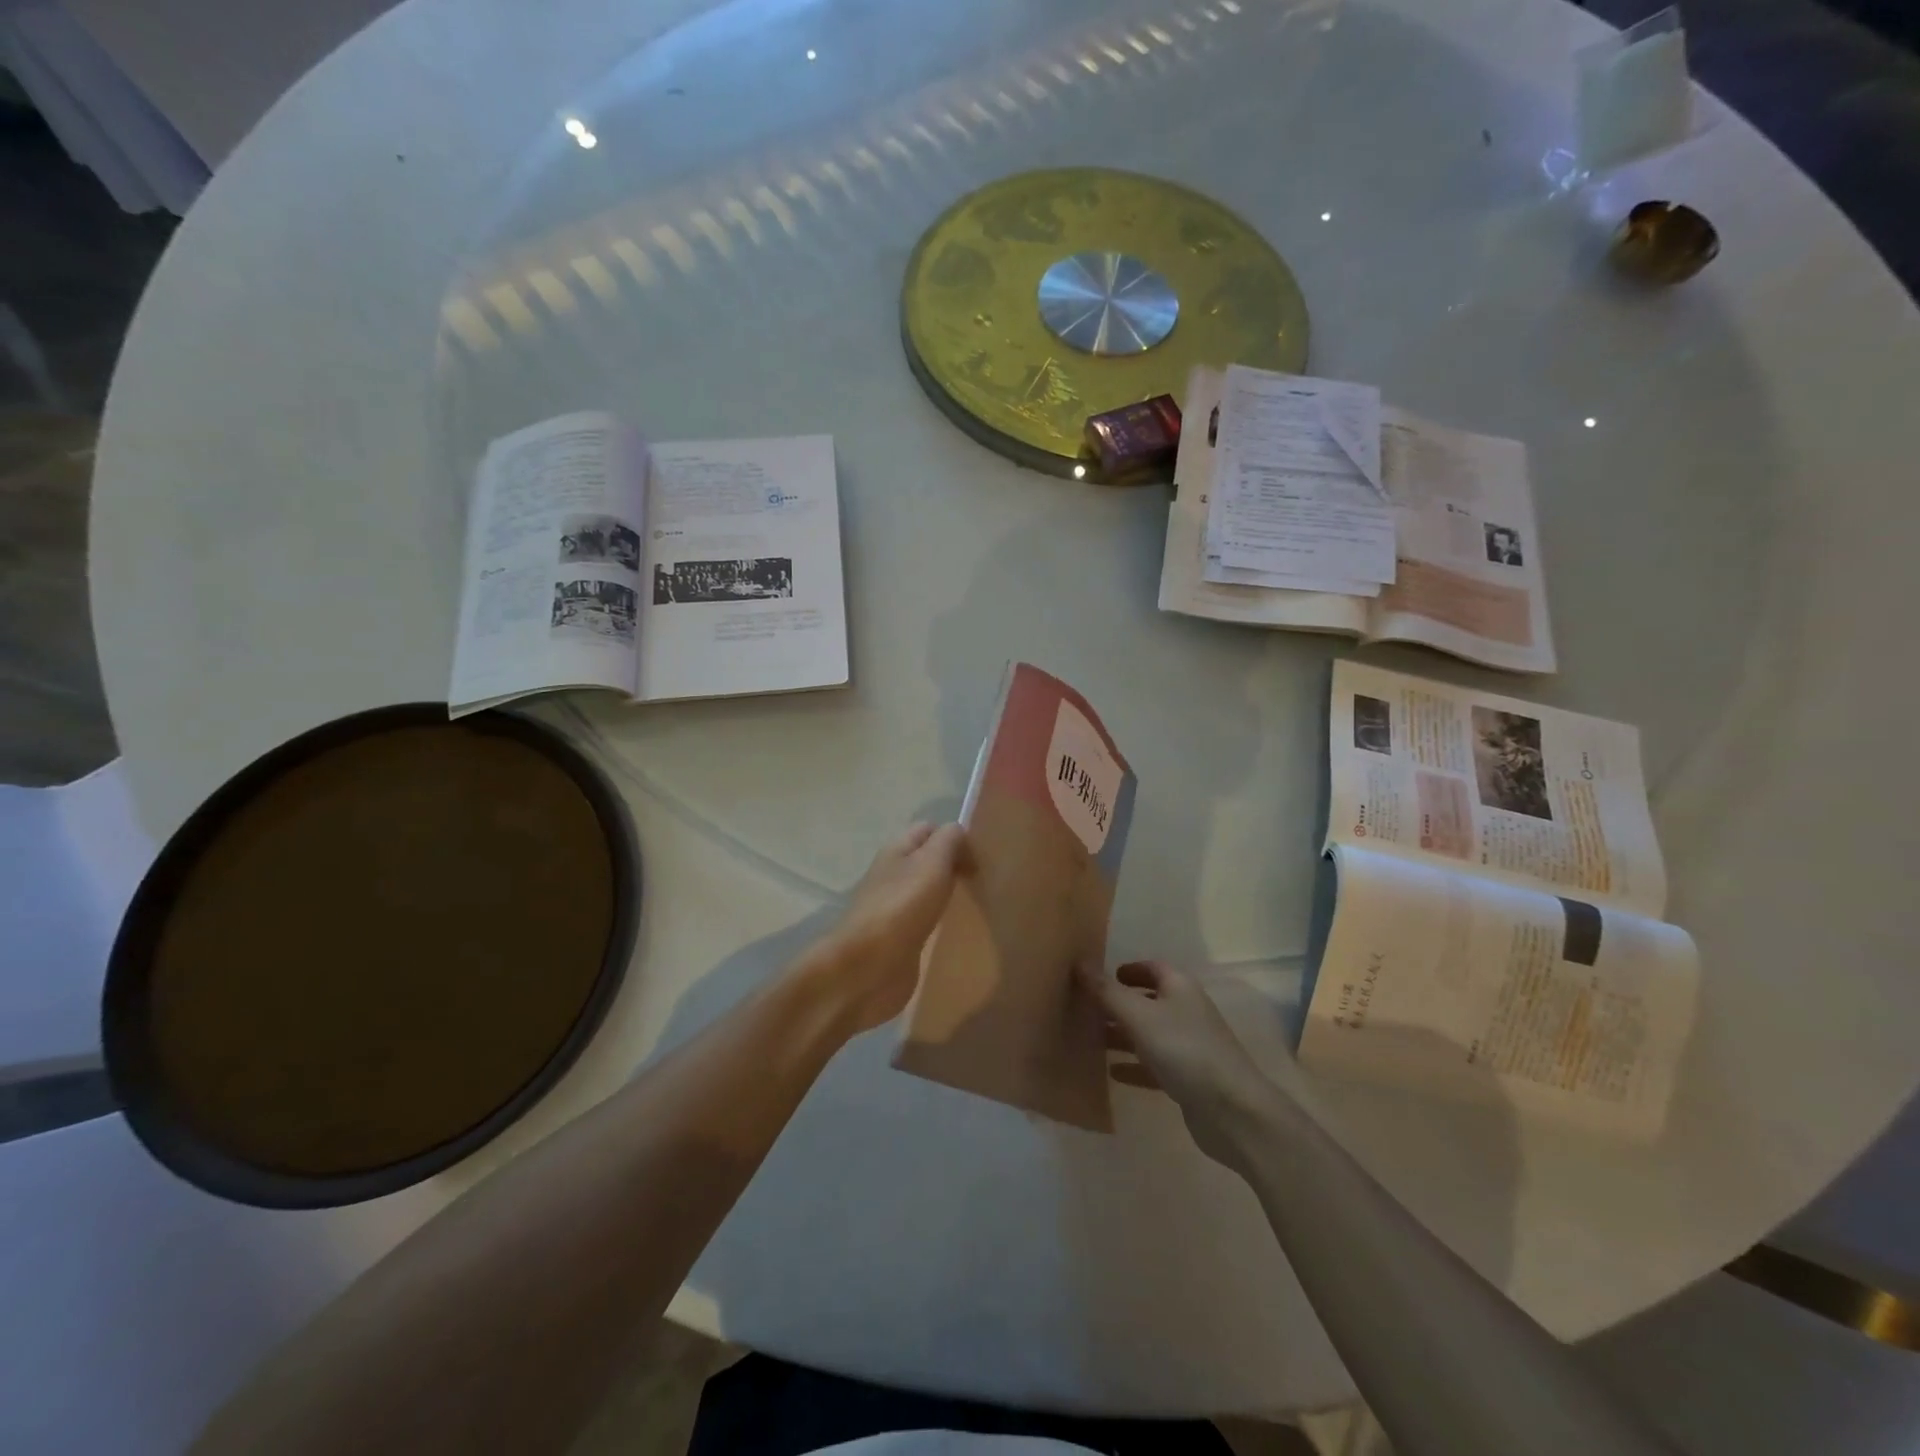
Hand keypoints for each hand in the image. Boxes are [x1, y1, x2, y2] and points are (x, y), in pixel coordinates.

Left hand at [803, 823, 966, 1035]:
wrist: (868, 968)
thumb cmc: (902, 906)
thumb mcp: (932, 861)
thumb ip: (949, 840)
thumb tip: (959, 834)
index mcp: (897, 850)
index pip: (929, 830)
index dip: (955, 837)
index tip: (982, 858)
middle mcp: (893, 874)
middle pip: (928, 860)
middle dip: (954, 866)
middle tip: (985, 880)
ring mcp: (894, 908)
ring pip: (927, 890)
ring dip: (949, 893)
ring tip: (977, 902)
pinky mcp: (899, 939)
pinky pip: (926, 920)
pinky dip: (941, 920)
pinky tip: (957, 928)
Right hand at [1077, 960, 1279, 1169]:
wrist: (1232, 1111)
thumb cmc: (1184, 1050)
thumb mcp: (1139, 1016)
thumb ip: (1107, 992)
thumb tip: (1080, 963)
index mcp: (1179, 988)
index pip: (1151, 968)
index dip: (1127, 970)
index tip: (1098, 978)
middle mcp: (1186, 1011)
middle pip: (1148, 1001)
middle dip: (1118, 1004)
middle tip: (1084, 1009)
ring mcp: (1189, 1047)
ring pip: (1148, 1034)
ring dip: (1122, 1035)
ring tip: (1090, 1039)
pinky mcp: (1188, 1079)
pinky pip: (1154, 1065)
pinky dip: (1134, 1066)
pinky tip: (1112, 1073)